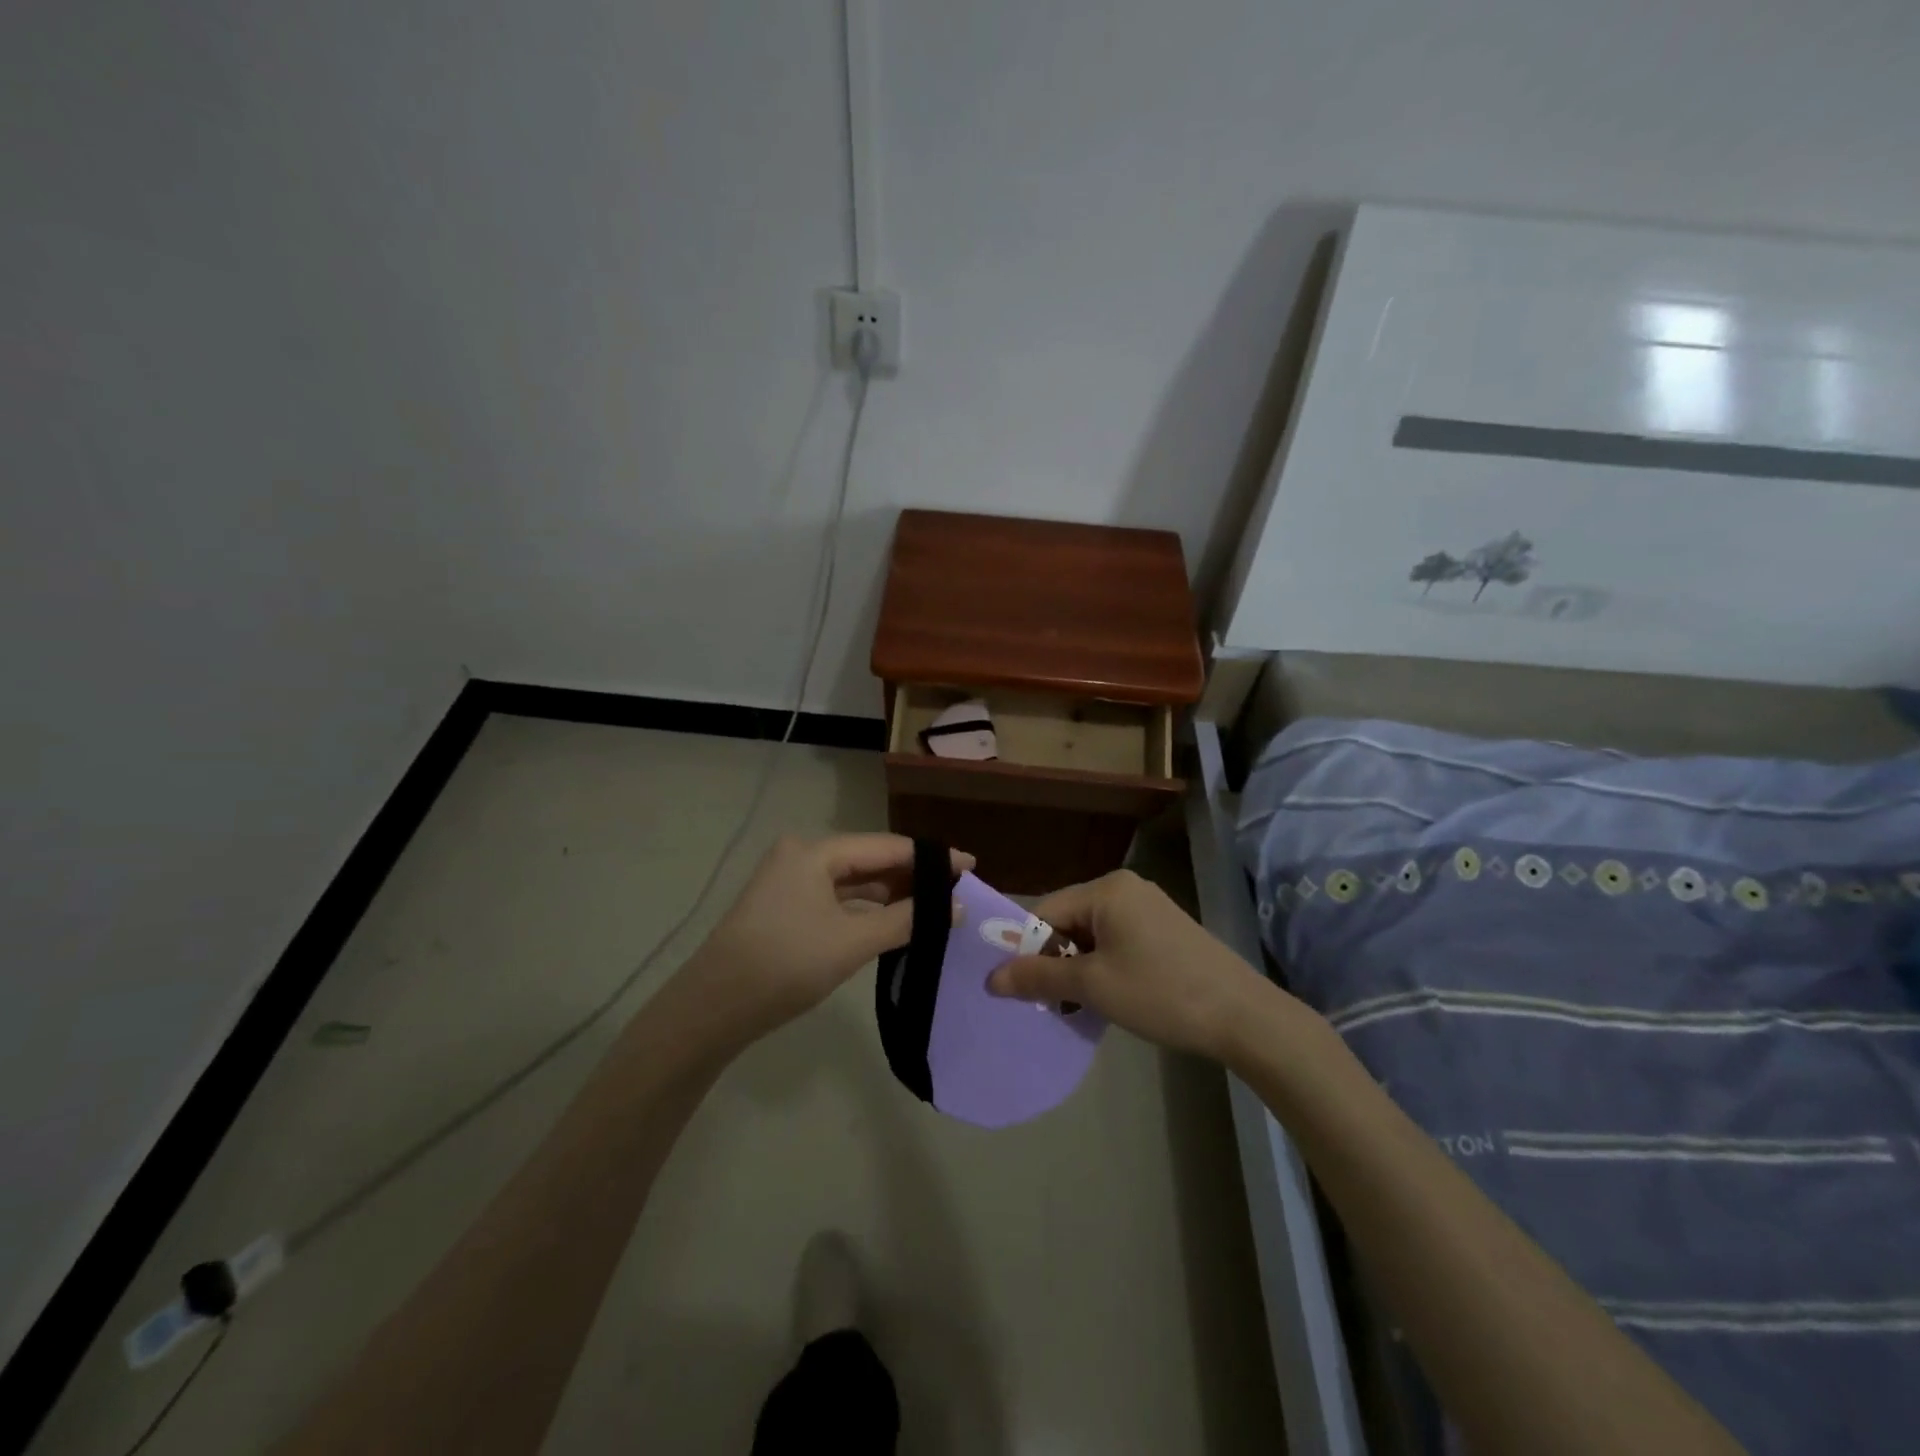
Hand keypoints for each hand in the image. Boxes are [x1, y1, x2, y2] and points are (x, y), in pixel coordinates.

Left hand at [679, 834, 972, 1045]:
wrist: (713, 1009)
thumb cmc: (786, 965)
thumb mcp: (852, 942)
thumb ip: (907, 920)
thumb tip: (954, 907)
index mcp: (814, 852)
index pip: (885, 846)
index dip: (929, 857)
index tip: (969, 867)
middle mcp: (801, 856)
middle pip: (869, 860)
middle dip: (911, 876)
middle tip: (956, 891)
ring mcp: (790, 882)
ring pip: (853, 881)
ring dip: (890, 894)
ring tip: (932, 907)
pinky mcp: (785, 908)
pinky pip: (837, 899)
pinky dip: (866, 909)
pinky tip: (892, 921)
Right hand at [987, 869, 1265, 1057]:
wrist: (1243, 1017)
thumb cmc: (1160, 993)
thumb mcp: (1093, 987)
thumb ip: (1038, 978)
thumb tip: (990, 978)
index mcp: (1106, 889)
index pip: (1045, 912)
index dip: (1026, 950)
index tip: (1020, 990)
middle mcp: (1126, 888)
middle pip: (1068, 920)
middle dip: (1054, 961)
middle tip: (1051, 1004)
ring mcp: (1149, 907)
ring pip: (1093, 934)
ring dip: (1079, 968)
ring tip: (1079, 1007)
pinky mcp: (1165, 929)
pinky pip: (1117, 941)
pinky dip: (1104, 967)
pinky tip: (1109, 998)